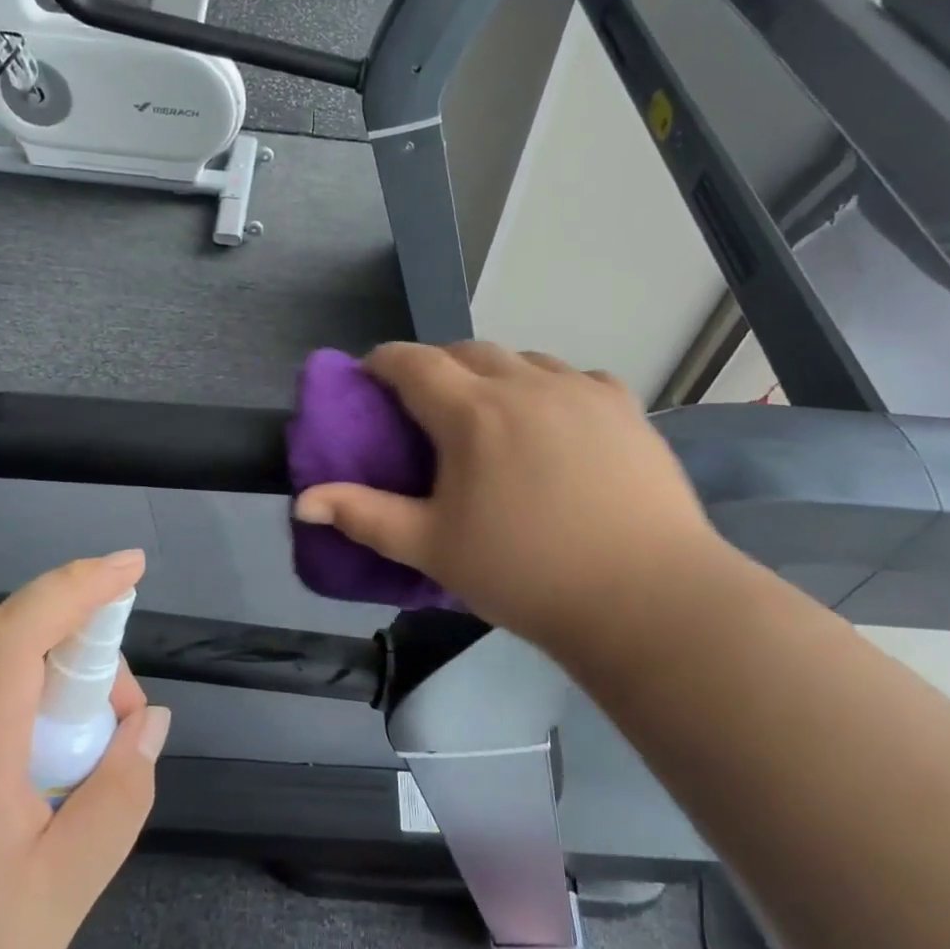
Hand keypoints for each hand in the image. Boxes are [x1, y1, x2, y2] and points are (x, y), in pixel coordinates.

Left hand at [0, 551, 169, 948]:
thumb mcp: (54, 898)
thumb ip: (116, 799)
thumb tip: (150, 723)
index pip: (21, 625)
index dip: (80, 583)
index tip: (133, 566)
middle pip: (18, 644)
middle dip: (87, 659)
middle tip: (121, 730)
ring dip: (56, 694)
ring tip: (81, 773)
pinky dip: (21, 721)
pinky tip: (30, 794)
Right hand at [293, 343, 728, 653]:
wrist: (645, 598)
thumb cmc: (525, 573)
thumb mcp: (432, 547)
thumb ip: (364, 515)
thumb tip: (303, 500)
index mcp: (472, 412)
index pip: (412, 362)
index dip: (383, 362)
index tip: (370, 379)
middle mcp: (524, 383)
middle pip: (466, 350)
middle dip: (436, 366)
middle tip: (428, 406)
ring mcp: (579, 389)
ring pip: (521, 359)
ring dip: (494, 374)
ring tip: (492, 414)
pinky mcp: (623, 405)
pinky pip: (572, 377)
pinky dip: (548, 387)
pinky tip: (553, 423)